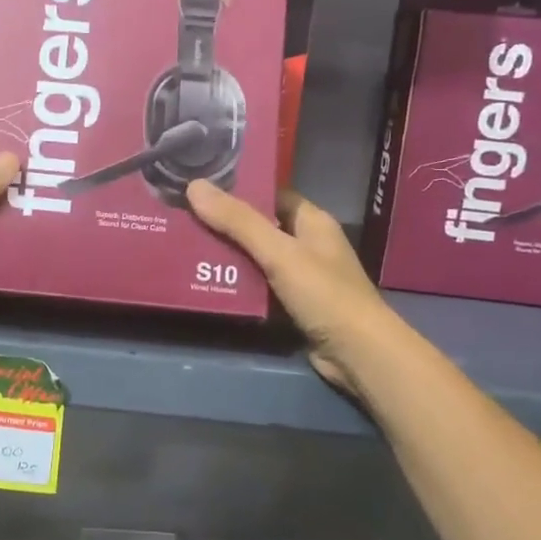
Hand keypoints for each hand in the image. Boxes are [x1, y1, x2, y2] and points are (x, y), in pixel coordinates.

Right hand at [186, 182, 385, 395]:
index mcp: (312, 221)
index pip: (272, 195)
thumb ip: (238, 221)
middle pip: (260, 227)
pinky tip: (205, 282)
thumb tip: (194, 185)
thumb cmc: (324, 294)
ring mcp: (301, 277)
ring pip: (255, 259)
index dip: (239, 190)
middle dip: (225, 225)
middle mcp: (307, 244)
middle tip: (183, 217)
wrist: (358, 354)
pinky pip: (258, 287)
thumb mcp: (279, 253)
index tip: (201, 188)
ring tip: (184, 246)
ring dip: (226, 256)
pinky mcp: (292, 305)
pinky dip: (235, 284)